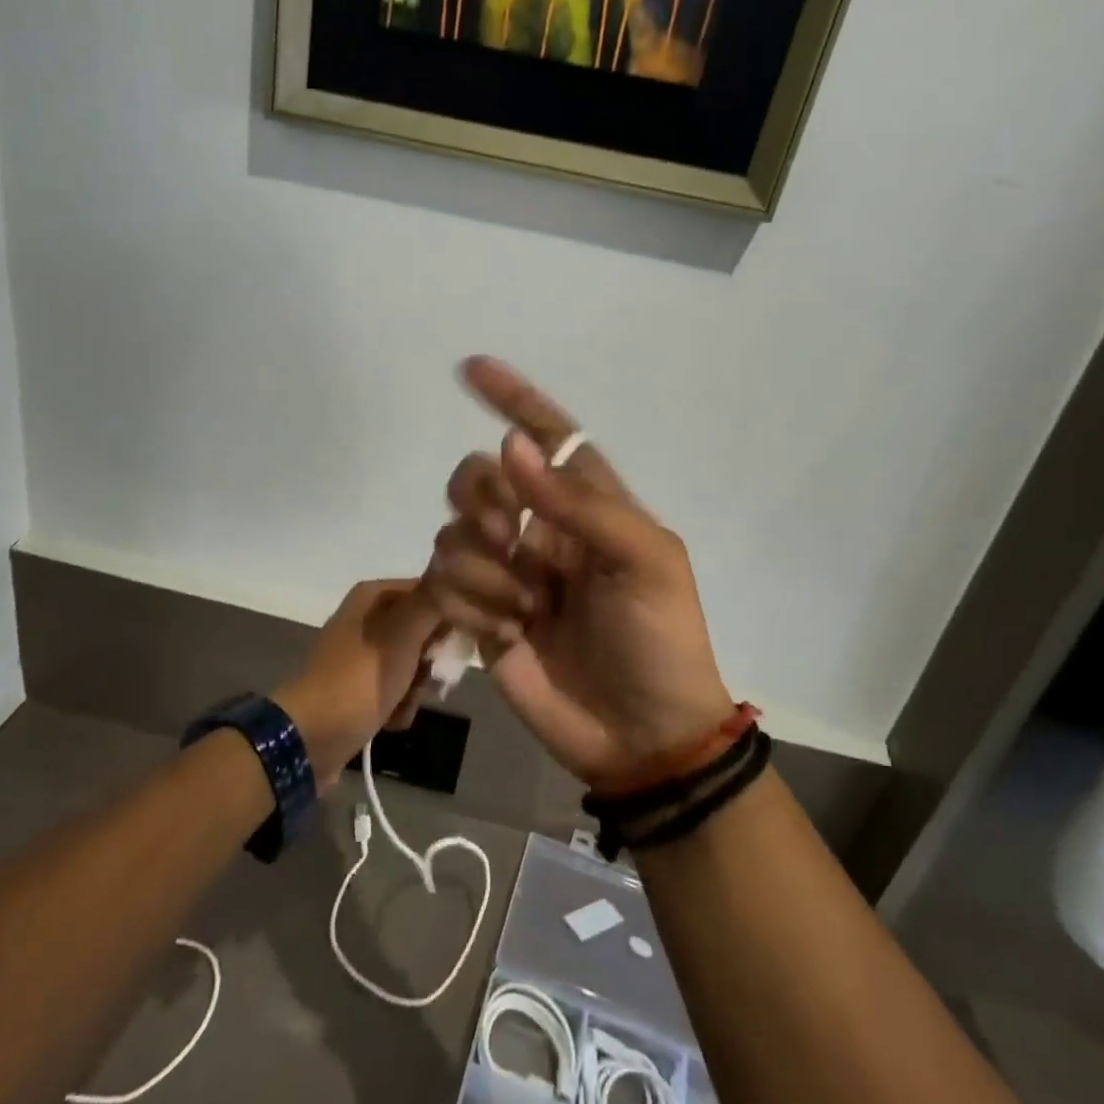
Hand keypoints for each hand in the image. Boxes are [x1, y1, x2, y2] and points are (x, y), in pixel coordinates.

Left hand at [274, 579, 442, 783]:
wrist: (311, 738)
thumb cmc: (359, 679)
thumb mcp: (402, 634)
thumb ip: (431, 603)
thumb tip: (451, 573)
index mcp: (373, 597)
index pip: (429, 592)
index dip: (448, 615)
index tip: (458, 642)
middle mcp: (367, 619)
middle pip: (423, 631)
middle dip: (431, 660)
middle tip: (431, 677)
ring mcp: (362, 655)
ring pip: (413, 664)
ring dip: (417, 688)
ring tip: (404, 703)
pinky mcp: (359, 687)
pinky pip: (396, 689)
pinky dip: (398, 705)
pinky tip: (391, 720)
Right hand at [426, 357, 735, 784]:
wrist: (643, 735)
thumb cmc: (660, 640)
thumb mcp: (645, 560)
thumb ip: (578, 503)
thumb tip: (512, 447)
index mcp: (588, 506)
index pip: (548, 437)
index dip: (512, 399)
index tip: (471, 368)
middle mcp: (540, 530)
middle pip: (479, 476)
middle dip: (485, 500)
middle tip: (513, 540)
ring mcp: (507, 573)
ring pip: (453, 532)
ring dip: (483, 568)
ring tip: (525, 609)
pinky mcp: (479, 616)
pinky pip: (442, 582)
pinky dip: (468, 603)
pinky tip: (506, 633)